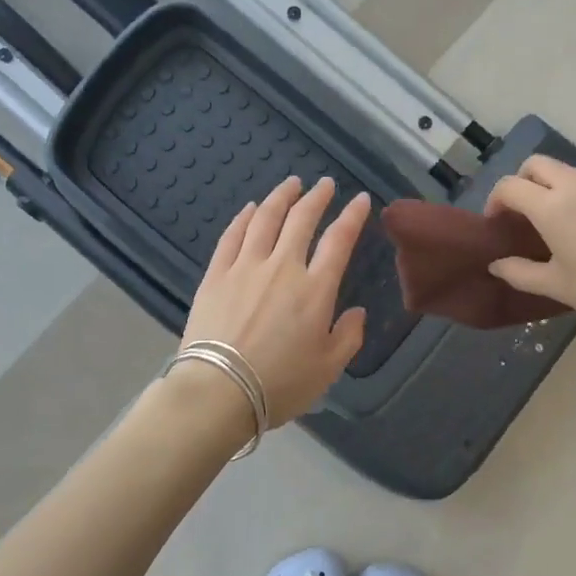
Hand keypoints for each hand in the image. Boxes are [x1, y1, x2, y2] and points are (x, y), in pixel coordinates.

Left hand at [181, 176, 371, 425]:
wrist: (218, 391)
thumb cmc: (279, 384)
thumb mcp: (328, 369)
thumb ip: (348, 337)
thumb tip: (356, 312)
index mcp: (315, 290)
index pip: (339, 241)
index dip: (351, 216)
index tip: (360, 200)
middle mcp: (282, 268)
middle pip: (301, 220)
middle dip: (316, 197)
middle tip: (324, 184)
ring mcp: (245, 268)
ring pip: (265, 219)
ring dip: (281, 198)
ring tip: (291, 184)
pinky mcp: (216, 275)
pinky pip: (231, 236)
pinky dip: (244, 218)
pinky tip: (250, 208)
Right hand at [484, 156, 575, 340]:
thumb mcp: (556, 286)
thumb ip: (519, 272)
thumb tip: (497, 264)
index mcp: (553, 206)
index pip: (510, 186)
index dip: (495, 202)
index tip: (497, 224)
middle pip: (537, 165)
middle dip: (522, 183)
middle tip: (523, 215)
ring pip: (568, 173)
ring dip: (553, 189)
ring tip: (559, 224)